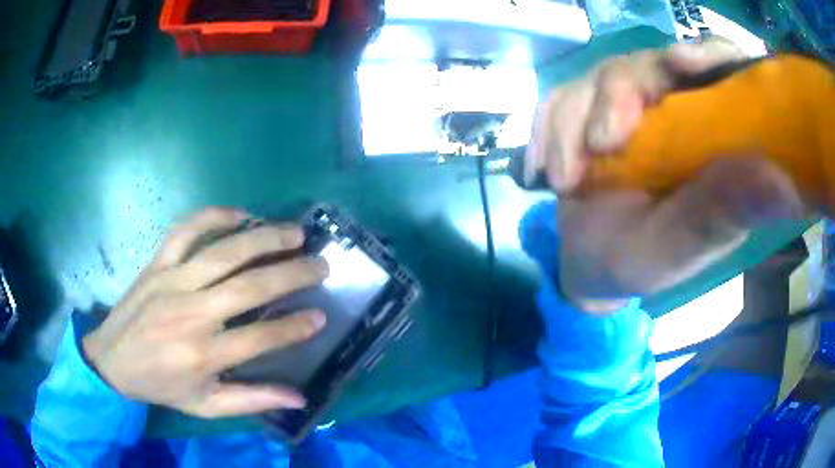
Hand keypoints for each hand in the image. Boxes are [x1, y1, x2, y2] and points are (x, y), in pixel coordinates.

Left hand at [83, 208, 328, 417]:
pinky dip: (212, 216)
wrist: (111, 360)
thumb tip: (298, 398)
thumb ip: (251, 401)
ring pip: (224, 252)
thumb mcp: (205, 405)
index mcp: (203, 355)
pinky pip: (186, 231)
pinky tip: (239, 213)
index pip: (260, 339)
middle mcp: (191, 314)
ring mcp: (172, 282)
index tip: (320, 315)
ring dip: (263, 238)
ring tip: (294, 232)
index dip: (294, 327)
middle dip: (291, 273)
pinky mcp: (157, 264)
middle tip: (321, 264)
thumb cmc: (160, 385)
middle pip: (249, 287)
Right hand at [527, 40, 805, 311]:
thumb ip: (723, 212)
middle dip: (617, 95)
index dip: (705, 55)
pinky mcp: (583, 112)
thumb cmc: (644, 263)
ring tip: (563, 182)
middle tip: (600, 146)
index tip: (680, 63)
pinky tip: (538, 171)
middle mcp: (671, 108)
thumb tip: (780, 179)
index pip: (718, 71)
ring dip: (571, 124)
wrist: (589, 268)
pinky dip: (544, 131)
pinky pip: (557, 100)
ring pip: (596, 78)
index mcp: (709, 137)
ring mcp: (625, 106)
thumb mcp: (684, 247)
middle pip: (647, 64)